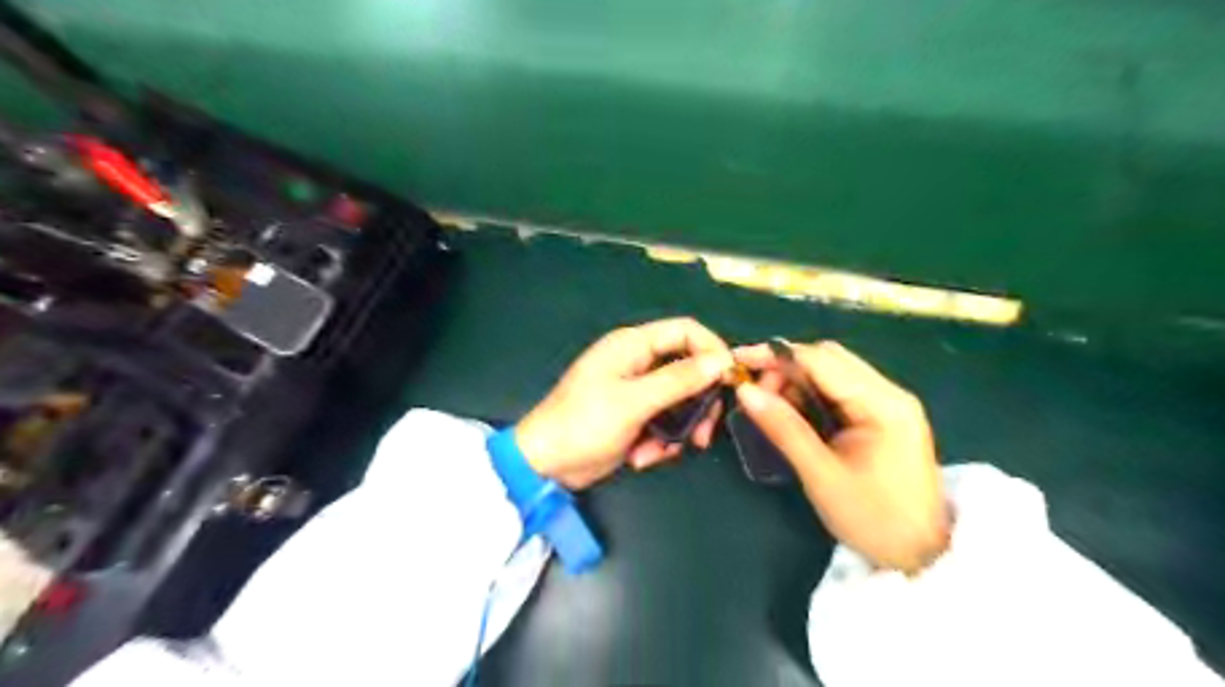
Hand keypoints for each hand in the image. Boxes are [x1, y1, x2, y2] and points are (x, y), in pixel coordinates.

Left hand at [513, 318, 730, 491]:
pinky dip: (660, 442)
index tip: (729, 380)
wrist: (547, 464)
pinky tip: (641, 458)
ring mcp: (637, 391)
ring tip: (660, 452)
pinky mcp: (635, 416)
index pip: (686, 331)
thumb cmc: (584, 424)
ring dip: (678, 430)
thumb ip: (678, 380)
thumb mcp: (634, 402)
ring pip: (680, 401)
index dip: (712, 350)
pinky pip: (665, 422)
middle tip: (703, 433)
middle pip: (689, 370)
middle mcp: (638, 363)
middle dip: (698, 404)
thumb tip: (721, 361)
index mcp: (633, 345)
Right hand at [731, 341, 950, 570]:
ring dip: (798, 382)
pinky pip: (841, 390)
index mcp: (882, 403)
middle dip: (786, 368)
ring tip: (773, 409)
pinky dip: (813, 395)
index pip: (820, 360)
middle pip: (828, 358)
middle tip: (756, 394)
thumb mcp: (821, 474)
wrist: (924, 556)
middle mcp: (890, 392)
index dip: (775, 356)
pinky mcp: (885, 416)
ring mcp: (890, 403)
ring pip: (833, 371)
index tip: (738, 362)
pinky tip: (796, 416)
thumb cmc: (873, 520)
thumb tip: (745, 390)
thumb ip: (783, 427)